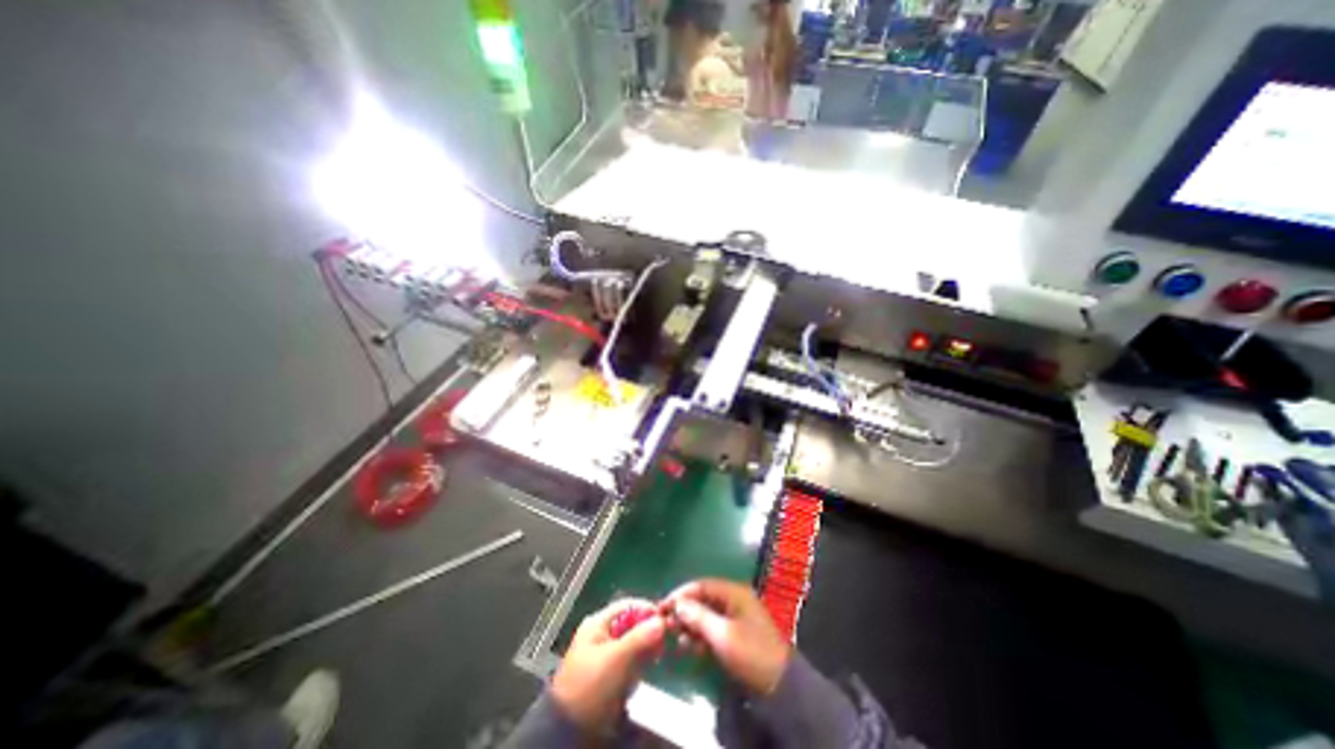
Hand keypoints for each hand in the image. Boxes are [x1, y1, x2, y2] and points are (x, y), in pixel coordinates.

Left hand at [549, 601, 663, 734]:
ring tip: (657, 654)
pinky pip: (629, 659)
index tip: (664, 619)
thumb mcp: (616, 659)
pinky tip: (648, 667)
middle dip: (648, 630)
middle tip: (663, 640)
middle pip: (631, 623)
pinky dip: (640, 660)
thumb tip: (661, 621)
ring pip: (632, 641)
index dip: (646, 609)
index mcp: (598, 623)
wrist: (568, 730)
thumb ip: (639, 638)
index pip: (628, 606)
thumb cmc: (590, 686)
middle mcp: (601, 634)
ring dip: (645, 646)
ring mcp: (604, 654)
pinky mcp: (608, 673)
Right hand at [661, 578, 784, 695]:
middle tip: (668, 626)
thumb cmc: (751, 653)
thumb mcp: (722, 635)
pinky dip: (701, 636)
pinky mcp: (736, 633)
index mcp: (734, 593)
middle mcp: (734, 599)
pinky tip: (690, 647)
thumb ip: (699, 617)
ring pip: (707, 615)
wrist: (780, 686)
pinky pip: (714, 628)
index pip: (701, 585)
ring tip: (678, 639)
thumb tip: (678, 604)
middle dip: (685, 611)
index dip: (681, 594)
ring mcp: (736, 616)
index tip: (662, 607)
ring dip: (691, 625)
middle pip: (703, 599)